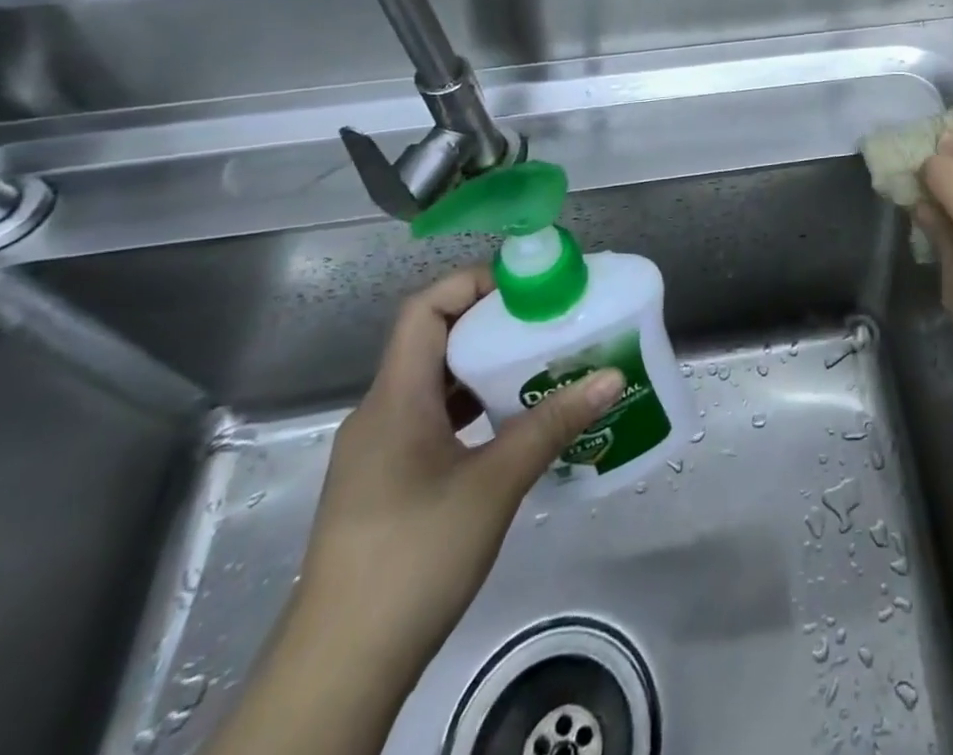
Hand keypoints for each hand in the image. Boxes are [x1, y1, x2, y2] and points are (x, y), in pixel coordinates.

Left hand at [294, 268, 622, 674]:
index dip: (472, 284)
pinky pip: (433, 421)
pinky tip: (514, 425)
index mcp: (395, 399)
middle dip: (492, 325)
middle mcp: (381, 414)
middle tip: (549, 323)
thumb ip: (552, 424)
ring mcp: (380, 452)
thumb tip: (611, 376)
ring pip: (436, 385)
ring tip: (542, 366)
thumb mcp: (494, 484)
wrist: (340, 668)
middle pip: (434, 342)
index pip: (424, 309)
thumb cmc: (413, 556)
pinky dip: (474, 409)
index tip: (527, 288)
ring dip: (486, 369)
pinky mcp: (387, 484)